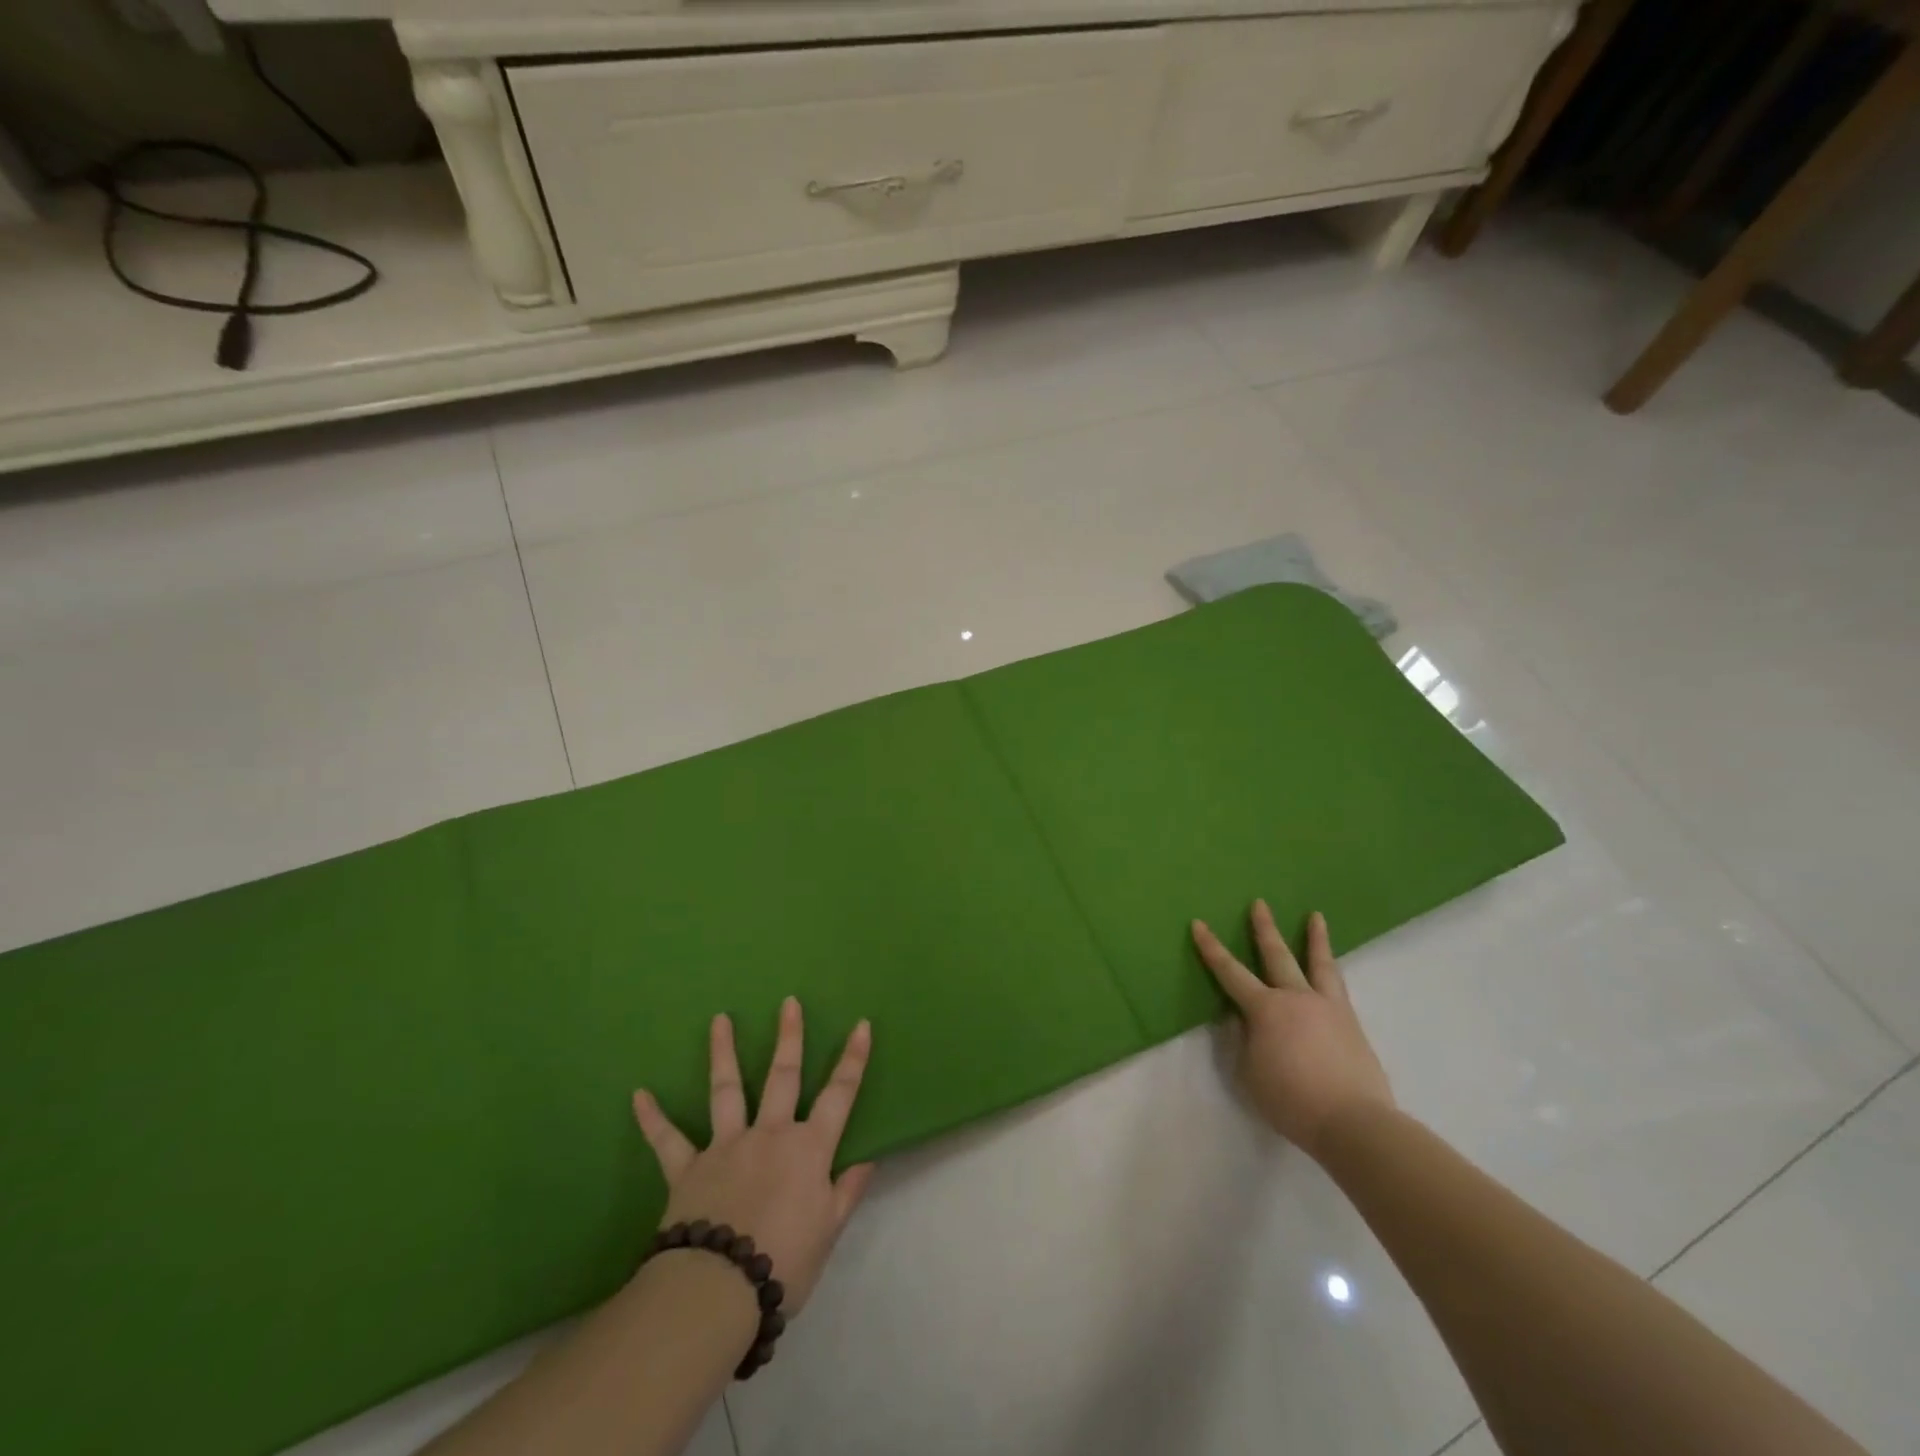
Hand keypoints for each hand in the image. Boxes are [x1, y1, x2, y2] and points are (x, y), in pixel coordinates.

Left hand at [632, 997, 874, 1315]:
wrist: (716, 1290)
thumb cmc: (783, 1262)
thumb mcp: (827, 1231)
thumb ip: (846, 1192)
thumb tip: (868, 1161)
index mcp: (808, 1149)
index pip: (840, 1095)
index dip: (853, 1059)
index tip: (861, 1025)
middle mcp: (769, 1134)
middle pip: (783, 1077)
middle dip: (789, 1037)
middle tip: (788, 1002)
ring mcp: (726, 1146)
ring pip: (726, 1089)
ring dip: (722, 1053)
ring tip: (719, 1019)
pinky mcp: (688, 1168)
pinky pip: (668, 1140)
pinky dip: (653, 1118)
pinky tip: (639, 1095)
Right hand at [1191, 901, 1393, 1158]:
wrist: (1354, 1122)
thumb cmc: (1291, 1100)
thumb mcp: (1249, 1073)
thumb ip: (1243, 1040)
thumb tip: (1243, 1018)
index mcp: (1265, 1009)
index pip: (1230, 972)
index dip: (1211, 948)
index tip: (1198, 923)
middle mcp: (1296, 998)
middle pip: (1277, 955)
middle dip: (1264, 928)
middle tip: (1259, 903)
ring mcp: (1328, 1007)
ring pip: (1319, 963)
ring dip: (1315, 938)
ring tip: (1316, 916)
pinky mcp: (1352, 1023)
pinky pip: (1338, 986)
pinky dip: (1332, 970)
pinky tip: (1333, 969)